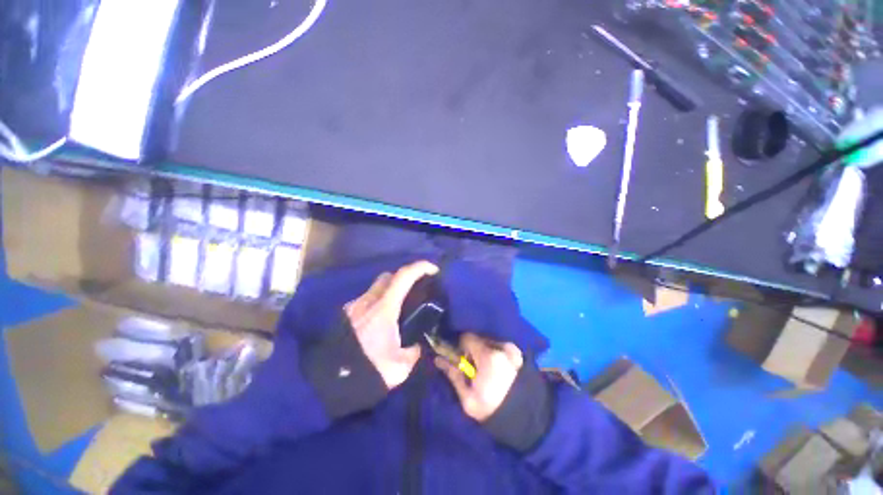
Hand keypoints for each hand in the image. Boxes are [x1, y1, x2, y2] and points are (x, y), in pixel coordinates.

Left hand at [344, 260, 438, 388]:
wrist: (329, 384)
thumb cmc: (368, 371)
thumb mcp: (400, 367)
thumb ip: (413, 352)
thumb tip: (416, 346)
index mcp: (384, 308)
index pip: (403, 276)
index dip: (420, 267)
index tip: (433, 270)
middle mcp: (368, 301)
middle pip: (388, 276)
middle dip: (404, 277)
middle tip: (415, 290)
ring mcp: (354, 306)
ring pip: (376, 287)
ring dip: (389, 291)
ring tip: (398, 309)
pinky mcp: (346, 315)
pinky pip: (366, 300)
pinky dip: (377, 302)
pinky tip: (380, 321)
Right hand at [435, 333, 522, 421]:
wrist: (527, 421)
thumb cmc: (493, 411)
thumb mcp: (468, 399)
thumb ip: (453, 375)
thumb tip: (438, 359)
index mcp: (488, 357)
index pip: (467, 337)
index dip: (460, 347)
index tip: (461, 360)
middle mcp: (501, 347)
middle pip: (479, 338)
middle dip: (473, 350)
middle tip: (474, 368)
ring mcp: (512, 349)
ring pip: (489, 342)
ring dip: (484, 351)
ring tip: (487, 371)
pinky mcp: (520, 353)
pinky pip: (500, 347)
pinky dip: (495, 354)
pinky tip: (497, 370)